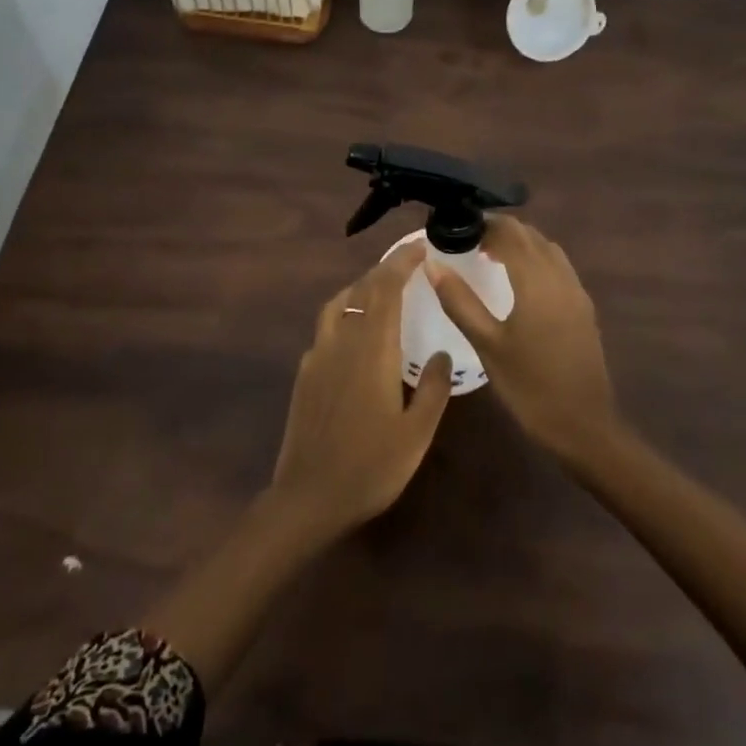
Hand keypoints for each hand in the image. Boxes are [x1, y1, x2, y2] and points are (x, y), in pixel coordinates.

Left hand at [269, 241, 453, 536]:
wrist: (308, 497)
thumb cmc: (370, 466)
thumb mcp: (416, 433)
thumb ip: (432, 388)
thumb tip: (440, 352)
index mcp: (372, 348)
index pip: (386, 289)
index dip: (401, 263)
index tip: (419, 248)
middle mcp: (342, 341)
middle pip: (361, 290)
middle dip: (384, 270)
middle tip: (407, 263)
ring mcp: (318, 356)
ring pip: (338, 304)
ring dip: (361, 287)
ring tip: (380, 289)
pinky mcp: (305, 373)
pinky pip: (326, 327)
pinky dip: (344, 313)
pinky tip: (355, 332)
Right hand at [425, 215, 617, 463]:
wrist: (584, 424)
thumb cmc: (529, 385)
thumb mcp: (487, 344)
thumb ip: (459, 301)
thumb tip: (432, 264)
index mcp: (536, 280)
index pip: (510, 232)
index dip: (484, 223)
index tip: (458, 227)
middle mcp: (560, 276)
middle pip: (531, 236)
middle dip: (501, 231)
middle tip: (468, 242)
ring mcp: (576, 291)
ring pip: (547, 249)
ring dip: (520, 244)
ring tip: (489, 257)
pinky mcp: (583, 307)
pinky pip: (558, 267)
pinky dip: (536, 260)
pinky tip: (519, 283)